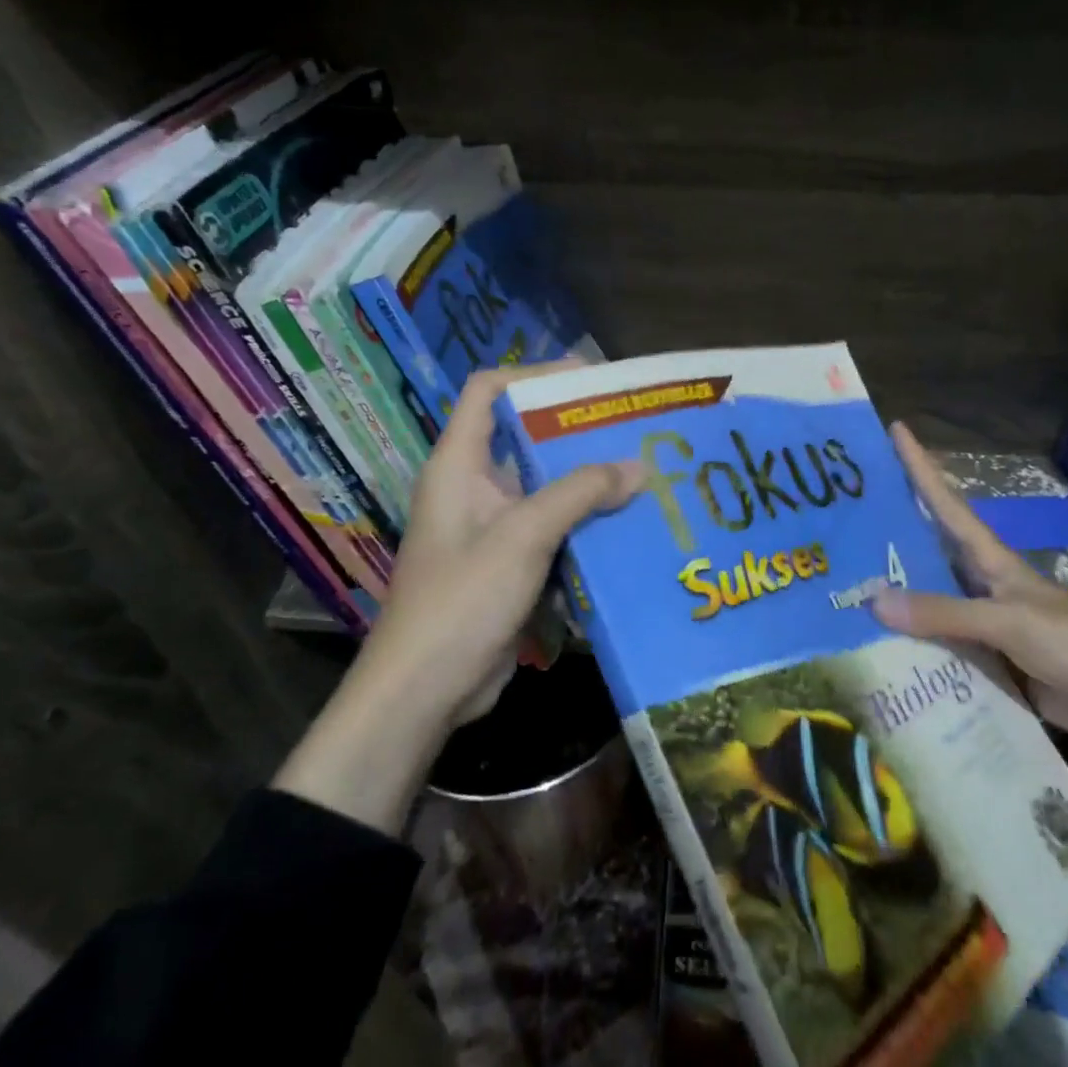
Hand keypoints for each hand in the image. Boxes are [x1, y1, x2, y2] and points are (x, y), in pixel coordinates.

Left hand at [274, 362, 643, 832]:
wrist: (425, 690)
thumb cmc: (462, 600)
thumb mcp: (523, 536)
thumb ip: (580, 494)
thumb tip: (638, 466)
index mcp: (459, 465)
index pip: (488, 392)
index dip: (534, 376)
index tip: (589, 380)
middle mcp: (474, 488)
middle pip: (525, 440)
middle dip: (577, 433)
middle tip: (632, 428)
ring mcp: (492, 529)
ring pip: (544, 489)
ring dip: (588, 483)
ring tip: (642, 473)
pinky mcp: (509, 566)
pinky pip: (552, 531)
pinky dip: (584, 525)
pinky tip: (626, 527)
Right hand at [872, 422, 1067, 803]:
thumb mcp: (1007, 620)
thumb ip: (943, 612)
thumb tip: (874, 599)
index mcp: (991, 560)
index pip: (948, 504)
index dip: (922, 467)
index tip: (897, 429)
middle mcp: (981, 584)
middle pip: (928, 548)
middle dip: (889, 530)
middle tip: (843, 516)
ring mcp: (982, 622)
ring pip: (926, 598)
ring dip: (892, 591)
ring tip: (842, 582)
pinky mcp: (984, 659)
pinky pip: (934, 643)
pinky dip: (907, 642)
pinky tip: (873, 644)